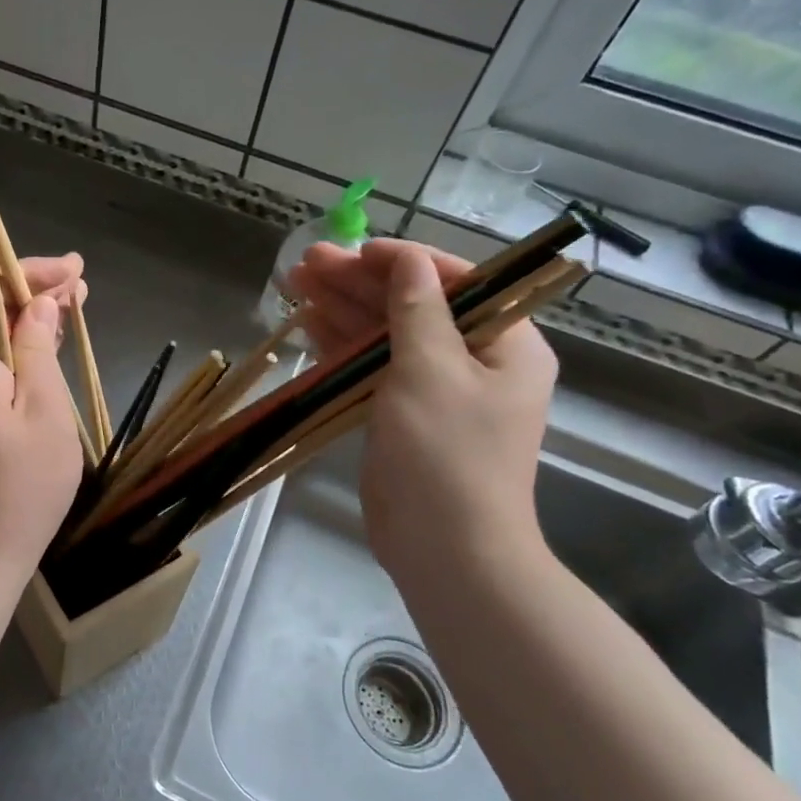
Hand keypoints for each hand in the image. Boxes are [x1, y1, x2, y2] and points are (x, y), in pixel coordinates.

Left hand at [0, 254, 87, 590]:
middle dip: (29, 298)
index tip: (75, 271)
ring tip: (66, 319)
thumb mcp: (44, 412)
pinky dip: (8, 361)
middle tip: (79, 292)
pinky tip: (38, 366)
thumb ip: (37, 349)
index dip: (30, 273)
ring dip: (20, 329)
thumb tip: (37, 304)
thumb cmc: (17, 489)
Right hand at [289, 239, 557, 585]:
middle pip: (412, 306)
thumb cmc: (448, 453)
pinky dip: (341, 347)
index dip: (403, 260)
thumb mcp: (432, 370)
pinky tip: (307, 325)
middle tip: (306, 264)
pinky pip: (371, 369)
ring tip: (294, 284)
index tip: (356, 250)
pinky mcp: (402, 416)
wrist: (445, 550)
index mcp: (506, 344)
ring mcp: (435, 391)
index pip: (457, 282)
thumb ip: (417, 308)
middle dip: (359, 283)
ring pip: (385, 336)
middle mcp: (474, 361)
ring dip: (342, 309)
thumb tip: (408, 259)